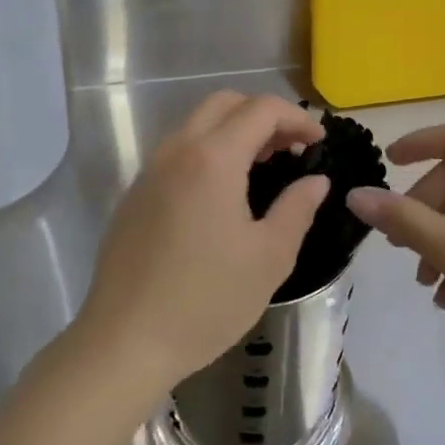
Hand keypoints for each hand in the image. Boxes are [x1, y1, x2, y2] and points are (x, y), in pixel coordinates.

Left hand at [78, 91, 330, 393]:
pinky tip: (222, 193)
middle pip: (224, 103)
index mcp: (213, 158)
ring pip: (196, 124)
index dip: (297, 118)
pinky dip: (208, 150)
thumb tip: (316, 180)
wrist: (125, 341)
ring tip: (262, 166)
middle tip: (290, 148)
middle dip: (263, 114)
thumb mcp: (269, 257)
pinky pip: (177, 151)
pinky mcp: (135, 194)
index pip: (261, 109)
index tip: (319, 142)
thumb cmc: (207, 300)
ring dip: (234, 130)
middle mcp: (177, 151)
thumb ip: (298, 208)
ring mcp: (150, 171)